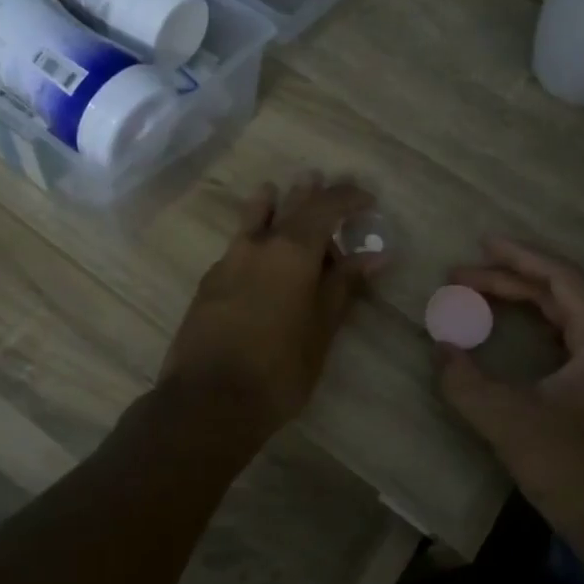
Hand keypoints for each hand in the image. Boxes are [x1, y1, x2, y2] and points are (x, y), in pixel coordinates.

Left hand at [160, 173, 377, 437]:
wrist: (208, 400)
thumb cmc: (279, 368)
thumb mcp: (322, 329)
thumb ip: (344, 286)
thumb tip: (375, 256)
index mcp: (291, 250)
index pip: (325, 206)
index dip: (348, 197)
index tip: (367, 199)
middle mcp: (257, 244)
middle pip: (287, 204)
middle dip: (309, 192)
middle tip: (324, 183)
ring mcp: (227, 261)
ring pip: (252, 218)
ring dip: (272, 204)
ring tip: (280, 194)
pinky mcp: (208, 282)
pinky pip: (237, 245)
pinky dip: (255, 237)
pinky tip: (259, 254)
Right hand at [436, 238, 583, 542]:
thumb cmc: (572, 467)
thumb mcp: (508, 420)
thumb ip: (466, 381)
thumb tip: (440, 349)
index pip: (561, 278)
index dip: (519, 257)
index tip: (480, 244)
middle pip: (560, 293)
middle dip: (509, 280)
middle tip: (460, 276)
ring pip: (564, 315)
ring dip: (521, 301)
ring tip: (478, 292)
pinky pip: (566, 339)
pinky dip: (533, 326)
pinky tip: (508, 329)